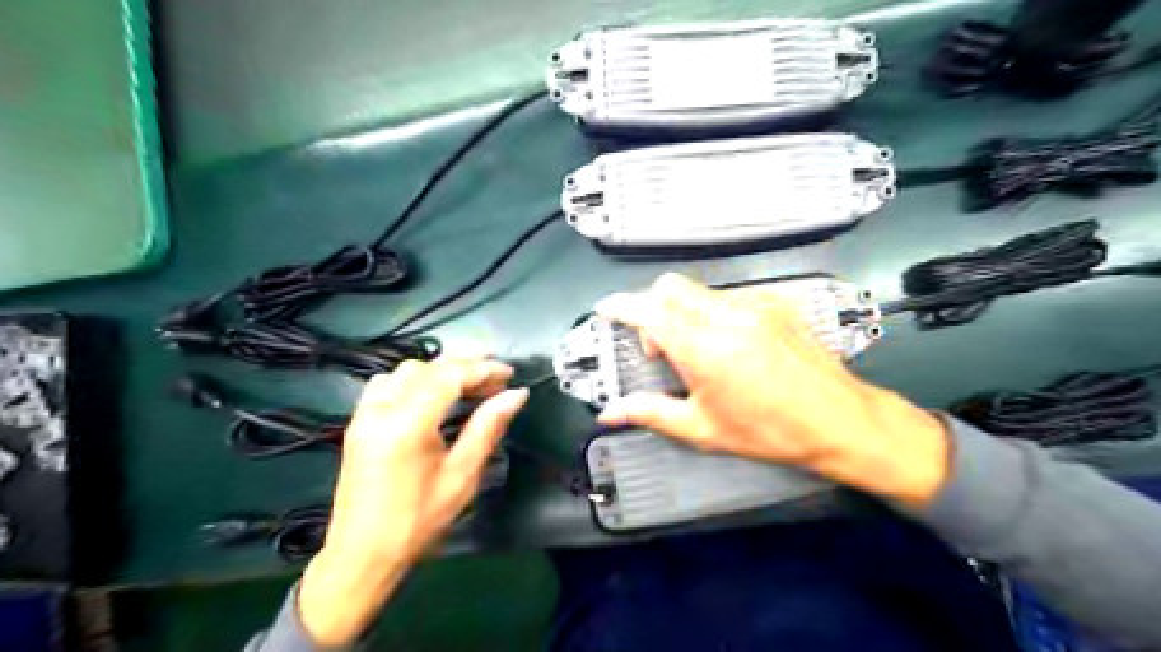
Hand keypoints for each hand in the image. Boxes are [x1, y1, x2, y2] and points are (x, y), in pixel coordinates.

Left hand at [296, 356, 528, 646]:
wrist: (362, 555)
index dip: (482, 369)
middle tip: (496, 378)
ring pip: (406, 370)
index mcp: (407, 425)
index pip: (449, 376)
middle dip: (465, 365)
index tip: (509, 374)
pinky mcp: (358, 422)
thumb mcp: (461, 476)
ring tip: (469, 384)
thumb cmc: (417, 521)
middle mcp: (381, 410)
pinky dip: (414, 379)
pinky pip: (387, 383)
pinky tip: (432, 394)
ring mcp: (365, 414)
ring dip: (440, 370)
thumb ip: (487, 428)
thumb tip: (516, 395)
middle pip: (428, 367)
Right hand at [599, 275, 951, 509]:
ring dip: (683, 312)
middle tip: (659, 344)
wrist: (838, 419)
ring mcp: (754, 305)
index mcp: (703, 349)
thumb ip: (650, 413)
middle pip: (670, 288)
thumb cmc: (768, 431)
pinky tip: (730, 343)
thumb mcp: (702, 429)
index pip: (649, 312)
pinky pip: (728, 296)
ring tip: (698, 349)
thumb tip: (610, 414)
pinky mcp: (774, 303)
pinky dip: (713, 312)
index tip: (606, 309)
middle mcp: (726, 317)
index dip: (621, 307)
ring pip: (699, 291)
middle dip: (652, 308)